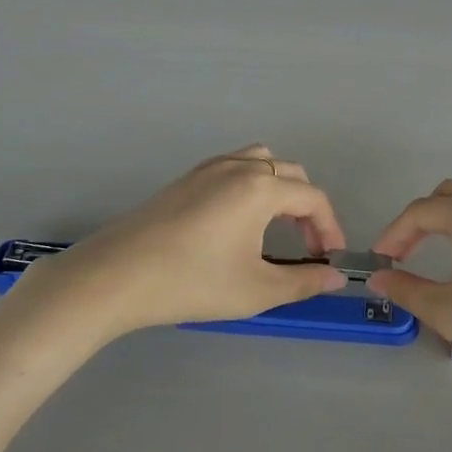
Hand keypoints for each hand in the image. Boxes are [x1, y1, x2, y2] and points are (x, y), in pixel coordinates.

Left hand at [18, 145, 347, 339]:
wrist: (116, 276)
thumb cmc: (192, 282)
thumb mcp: (256, 289)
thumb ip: (303, 281)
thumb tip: (335, 276)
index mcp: (260, 187)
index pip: (312, 198)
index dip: (329, 228)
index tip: (329, 259)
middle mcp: (238, 167)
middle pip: (290, 174)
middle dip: (306, 208)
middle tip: (306, 247)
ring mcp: (208, 168)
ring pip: (260, 163)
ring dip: (278, 189)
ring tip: (275, 227)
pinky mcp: (185, 179)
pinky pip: (233, 168)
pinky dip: (251, 186)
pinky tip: (238, 222)